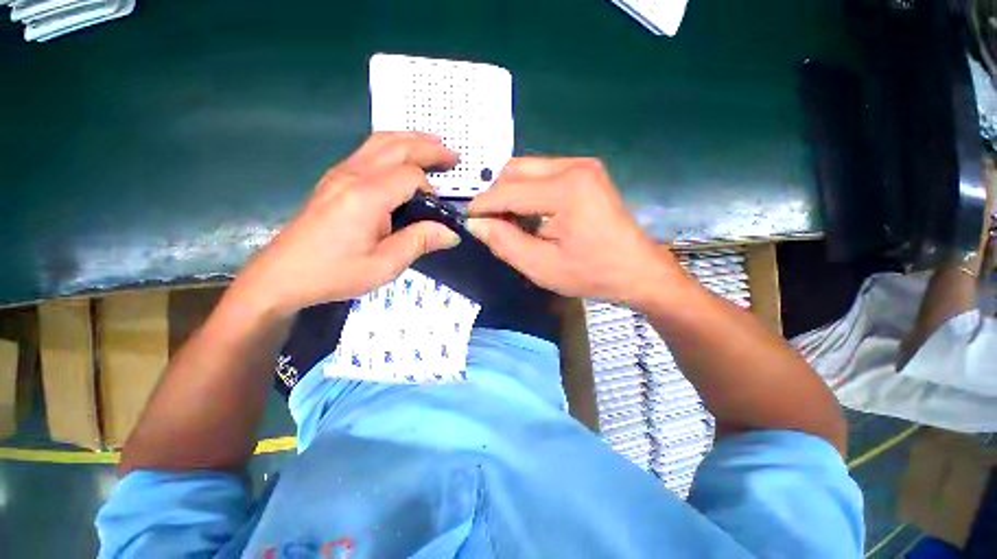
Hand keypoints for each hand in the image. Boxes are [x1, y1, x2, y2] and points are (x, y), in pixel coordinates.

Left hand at [234, 133, 461, 317]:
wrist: (281, 276)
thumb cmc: (334, 273)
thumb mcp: (384, 265)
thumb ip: (419, 242)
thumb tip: (451, 233)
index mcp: (367, 197)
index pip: (410, 175)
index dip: (430, 190)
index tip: (435, 213)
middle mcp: (352, 176)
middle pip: (396, 147)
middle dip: (428, 147)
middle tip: (453, 154)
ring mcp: (339, 174)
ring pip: (380, 143)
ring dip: (410, 140)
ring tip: (433, 145)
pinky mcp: (334, 179)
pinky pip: (368, 151)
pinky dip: (392, 147)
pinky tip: (401, 157)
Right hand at [466, 157, 687, 308]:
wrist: (638, 270)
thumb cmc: (592, 274)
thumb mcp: (542, 267)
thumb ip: (505, 243)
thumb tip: (476, 224)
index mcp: (567, 190)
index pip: (508, 191)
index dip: (482, 206)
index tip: (468, 221)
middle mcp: (575, 166)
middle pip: (515, 170)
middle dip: (496, 196)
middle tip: (492, 224)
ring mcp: (583, 165)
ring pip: (527, 169)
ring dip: (511, 193)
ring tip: (512, 222)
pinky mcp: (586, 172)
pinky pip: (543, 174)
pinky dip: (528, 192)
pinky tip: (531, 214)